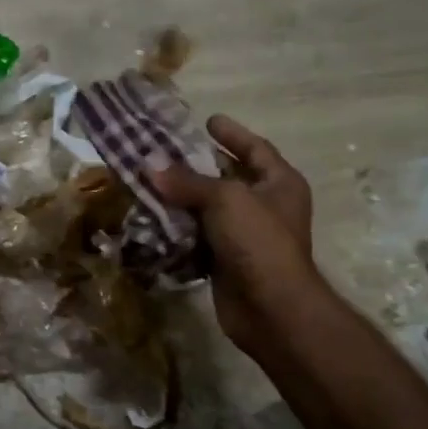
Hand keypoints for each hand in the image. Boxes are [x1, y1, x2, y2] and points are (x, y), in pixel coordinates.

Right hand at [153, 115, 324, 362]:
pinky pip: (198, 237)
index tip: (207, 120)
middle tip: (163, 151)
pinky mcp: (225, 261)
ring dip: (182, 198)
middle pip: (228, 177)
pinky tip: (152, 218)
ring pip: (208, 209)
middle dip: (197, 166)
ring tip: (148, 181)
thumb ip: (187, 181)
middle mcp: (265, 206)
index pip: (255, 149)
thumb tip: (148, 165)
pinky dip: (178, 229)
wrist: (270, 308)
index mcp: (279, 183)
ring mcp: (245, 236)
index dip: (232, 134)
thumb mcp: (225, 200)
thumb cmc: (258, 242)